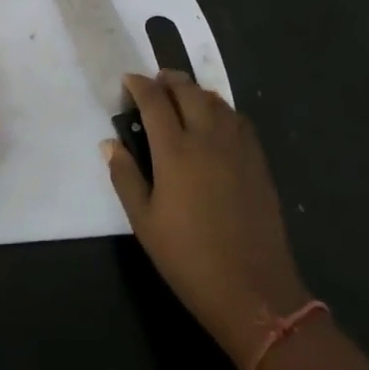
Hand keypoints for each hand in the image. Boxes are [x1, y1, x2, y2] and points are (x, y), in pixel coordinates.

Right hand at [103, 72, 309, 366]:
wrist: (252, 289)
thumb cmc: (188, 257)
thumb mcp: (144, 222)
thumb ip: (125, 176)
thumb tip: (110, 143)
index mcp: (175, 150)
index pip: (155, 100)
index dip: (139, 85)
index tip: (128, 81)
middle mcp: (208, 137)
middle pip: (188, 91)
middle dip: (168, 80)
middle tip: (155, 84)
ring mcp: (238, 147)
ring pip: (216, 101)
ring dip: (195, 92)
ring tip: (182, 98)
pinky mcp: (258, 161)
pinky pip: (238, 119)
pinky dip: (221, 110)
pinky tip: (215, 123)